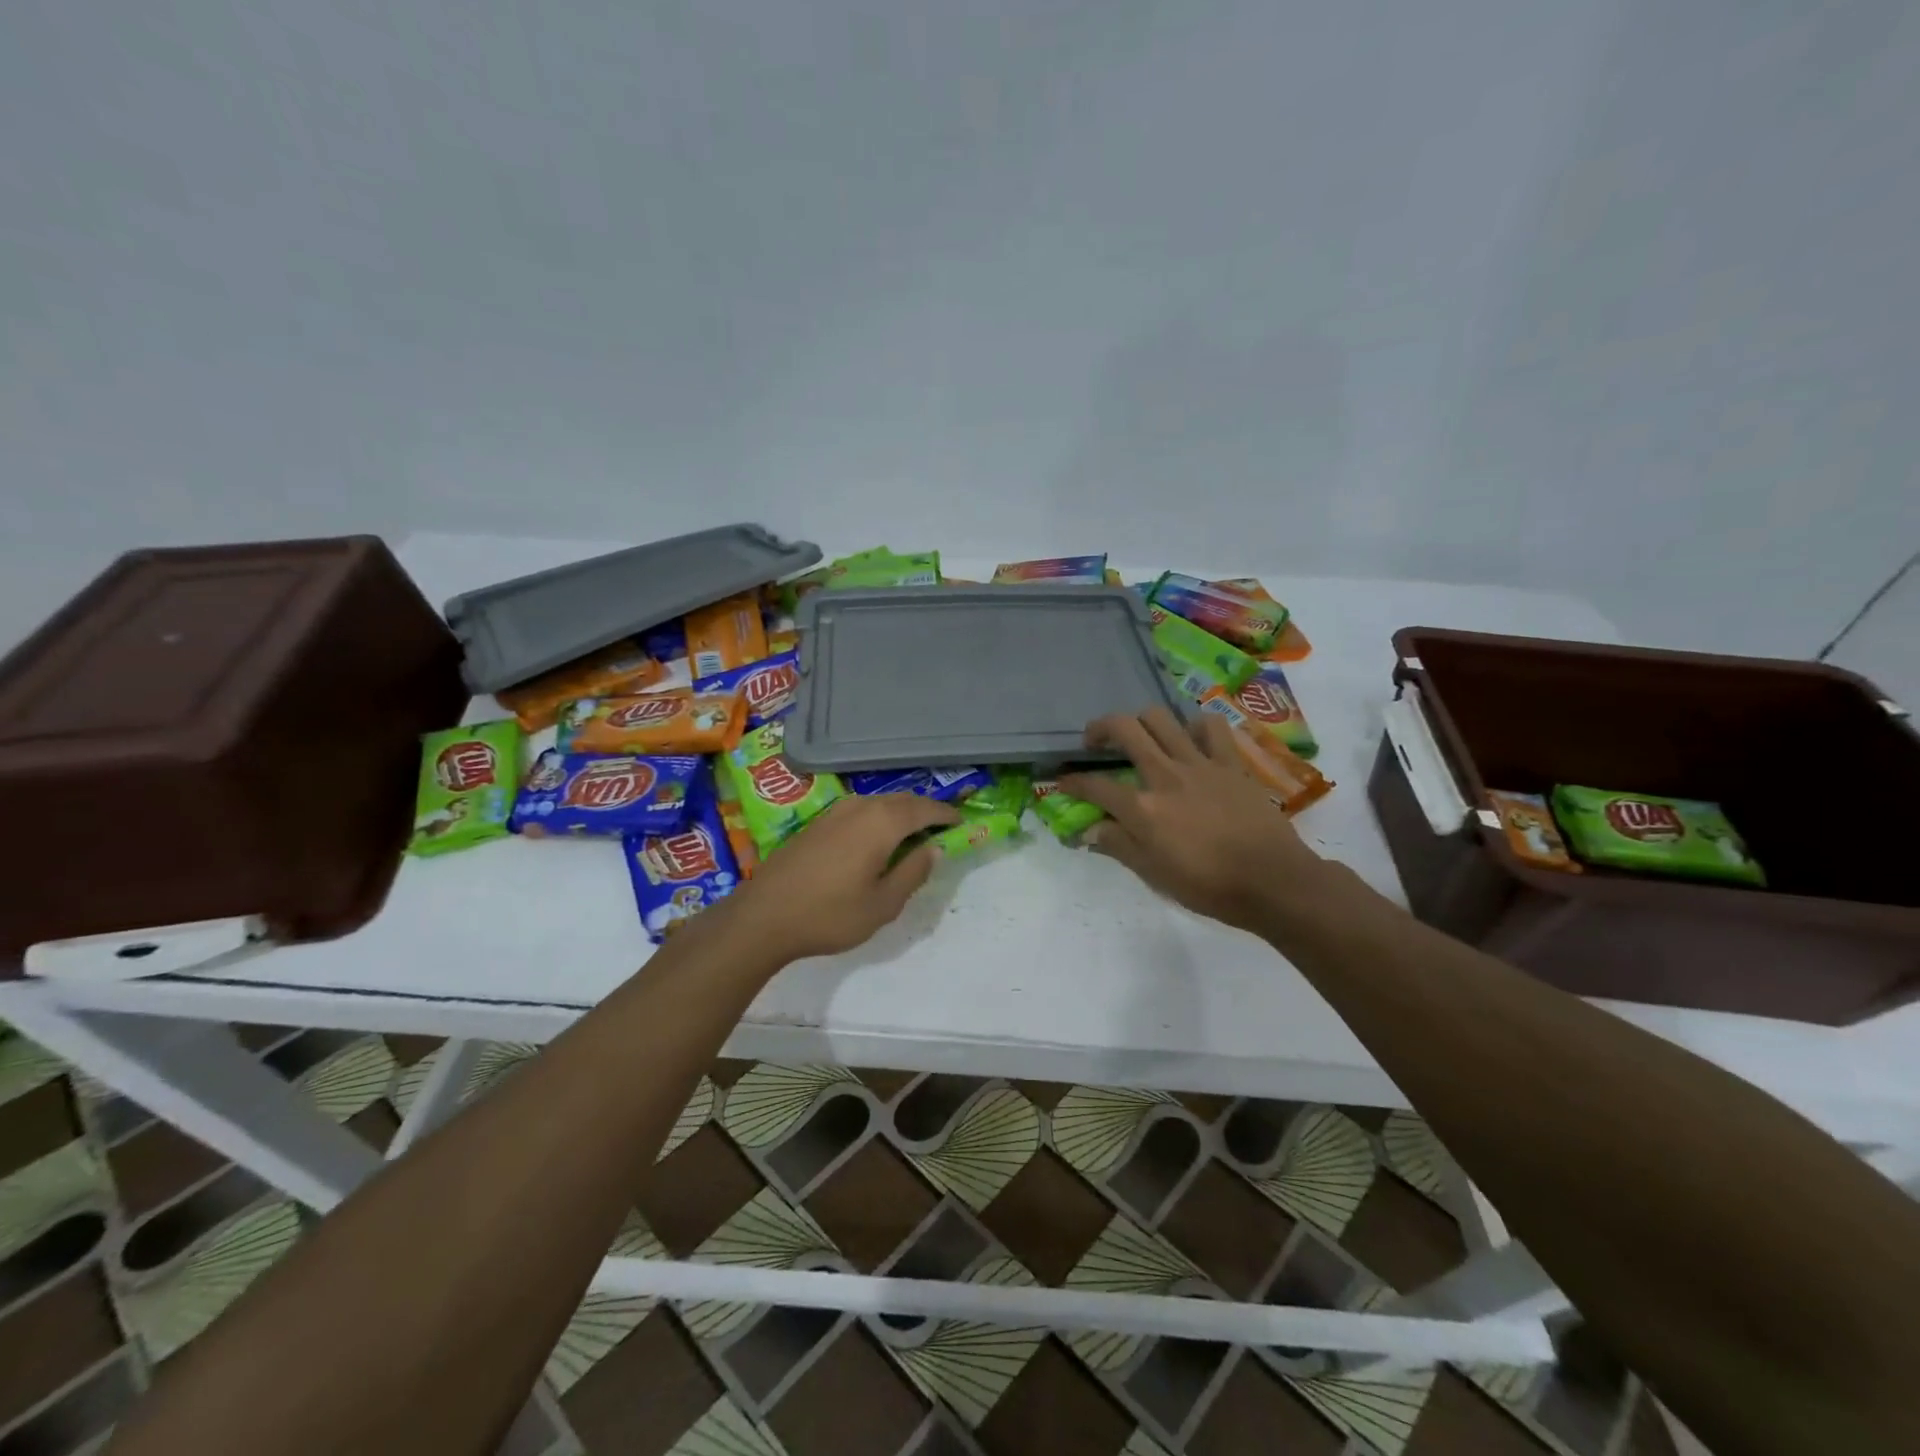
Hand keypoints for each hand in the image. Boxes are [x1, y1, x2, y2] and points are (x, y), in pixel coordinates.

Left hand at [723, 794, 961, 961]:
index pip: (925, 809)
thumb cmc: (830, 915)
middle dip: (925, 811)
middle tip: (941, 830)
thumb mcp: (883, 904)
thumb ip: (913, 873)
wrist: (763, 916)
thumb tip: (934, 849)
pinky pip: (861, 811)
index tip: (962, 823)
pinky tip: (876, 841)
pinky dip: (879, 819)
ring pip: (880, 803)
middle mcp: (861, 807)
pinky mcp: (818, 823)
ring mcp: (836, 812)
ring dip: (901, 814)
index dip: (946, 815)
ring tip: (912, 837)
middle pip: (903, 800)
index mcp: (882, 823)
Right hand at [1060, 709, 1328, 933]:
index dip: (1071, 782)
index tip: (1061, 782)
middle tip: (1094, 742)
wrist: (1273, 881)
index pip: (1094, 786)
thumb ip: (1118, 845)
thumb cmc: (1209, 886)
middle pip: (1124, 730)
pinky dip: (1194, 726)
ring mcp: (1200, 764)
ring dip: (1142, 721)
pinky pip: (1210, 727)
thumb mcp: (1154, 874)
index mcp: (1143, 809)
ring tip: (1140, 736)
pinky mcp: (1230, 763)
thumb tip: (1088, 830)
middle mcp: (1165, 776)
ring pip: (1161, 718)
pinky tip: (1190, 739)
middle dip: (1099, 729)